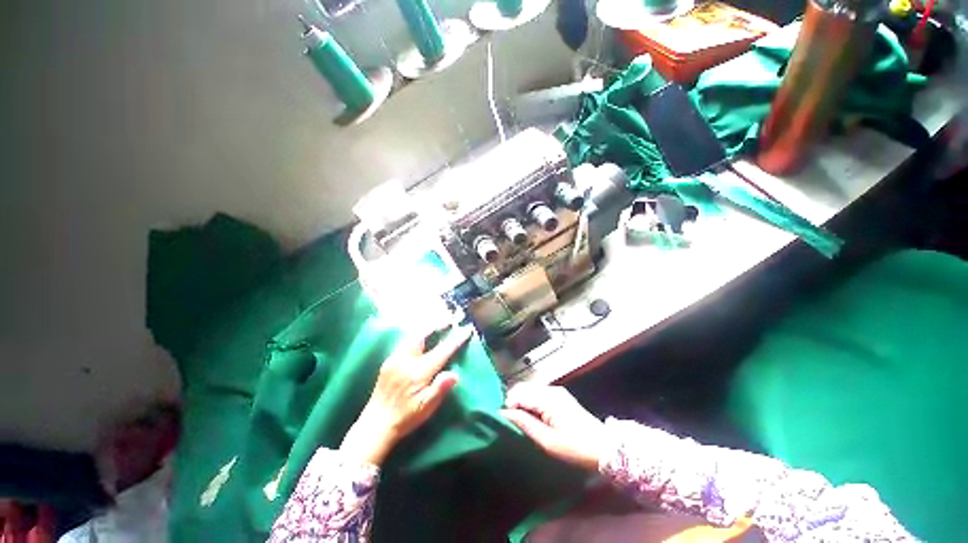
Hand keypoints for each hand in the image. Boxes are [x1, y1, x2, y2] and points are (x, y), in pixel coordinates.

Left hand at [340, 324, 472, 465]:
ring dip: (425, 328)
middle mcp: (405, 361)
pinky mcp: (388, 362)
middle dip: (437, 324)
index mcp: (418, 372)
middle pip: (422, 335)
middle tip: (449, 318)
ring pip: (412, 336)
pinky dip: (416, 335)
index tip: (466, 330)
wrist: (375, 425)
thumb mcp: (426, 408)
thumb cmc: (405, 417)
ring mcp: (394, 359)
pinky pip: (404, 342)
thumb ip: (440, 389)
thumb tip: (455, 374)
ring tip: (436, 323)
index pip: (442, 351)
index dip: (456, 340)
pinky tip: (420, 337)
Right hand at [502, 383, 605, 471]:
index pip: (518, 393)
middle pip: (522, 388)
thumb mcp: (548, 441)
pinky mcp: (559, 395)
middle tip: (512, 423)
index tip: (505, 422)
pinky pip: (537, 393)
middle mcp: (550, 389)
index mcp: (547, 398)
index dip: (508, 406)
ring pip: (529, 390)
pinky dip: (530, 402)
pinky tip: (533, 417)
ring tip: (521, 422)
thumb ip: (525, 424)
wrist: (605, 448)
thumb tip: (503, 413)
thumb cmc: (575, 448)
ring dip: (521, 402)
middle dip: (513, 402)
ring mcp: (555, 390)